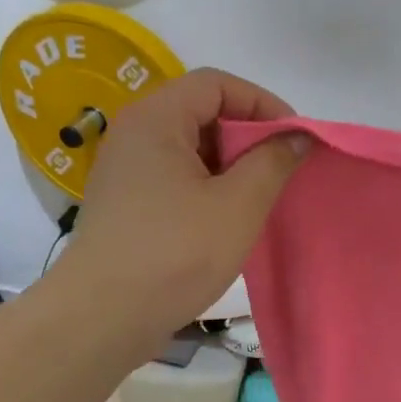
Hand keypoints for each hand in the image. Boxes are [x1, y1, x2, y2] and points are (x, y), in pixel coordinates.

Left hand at [56, 69, 307, 354]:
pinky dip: (208, 185)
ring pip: (190, 147)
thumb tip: (297, 137)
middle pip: (201, 111)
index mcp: (156, 119)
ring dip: (230, 164)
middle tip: (280, 169)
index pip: (216, 84)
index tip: (293, 137)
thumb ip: (273, 162)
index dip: (262, 102)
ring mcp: (126, 169)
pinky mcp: (126, 202)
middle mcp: (134, 133)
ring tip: (260, 196)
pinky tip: (228, 217)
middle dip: (248, 135)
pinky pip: (175, 175)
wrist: (102, 317)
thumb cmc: (175, 252)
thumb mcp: (238, 205)